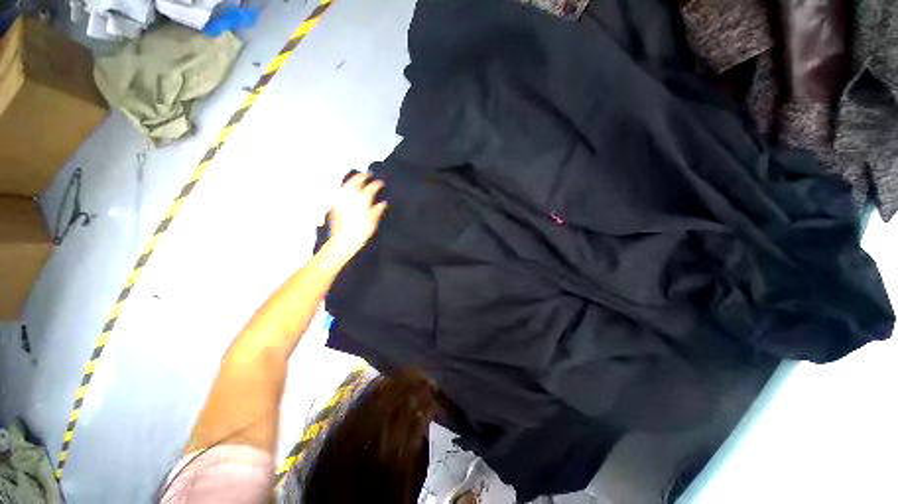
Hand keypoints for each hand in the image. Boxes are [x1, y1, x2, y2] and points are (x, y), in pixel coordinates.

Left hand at [327, 172, 386, 261]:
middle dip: (363, 176)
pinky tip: (341, 185)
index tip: (381, 183)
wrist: (343, 241)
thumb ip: (377, 210)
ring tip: (356, 177)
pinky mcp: (334, 204)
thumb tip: (383, 203)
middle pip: (356, 181)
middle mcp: (350, 197)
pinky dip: (340, 185)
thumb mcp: (373, 223)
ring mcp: (341, 199)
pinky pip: (336, 190)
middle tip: (368, 174)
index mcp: (362, 201)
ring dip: (352, 178)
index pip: (371, 188)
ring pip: (346, 183)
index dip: (377, 184)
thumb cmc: (360, 233)